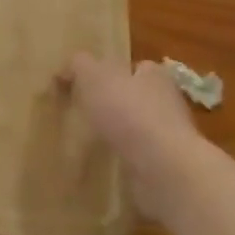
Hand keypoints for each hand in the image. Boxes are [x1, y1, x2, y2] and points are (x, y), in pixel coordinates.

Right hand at [60, 53, 210, 222]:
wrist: (163, 169)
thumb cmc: (130, 113)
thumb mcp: (94, 76)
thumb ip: (78, 66)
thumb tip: (64, 70)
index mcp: (155, 75)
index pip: (136, 67)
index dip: (113, 73)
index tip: (89, 86)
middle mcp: (167, 102)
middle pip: (136, 98)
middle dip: (114, 106)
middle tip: (85, 116)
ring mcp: (169, 138)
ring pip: (137, 131)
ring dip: (119, 137)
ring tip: (89, 145)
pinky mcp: (166, 168)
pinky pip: (139, 160)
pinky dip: (123, 162)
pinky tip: (103, 169)